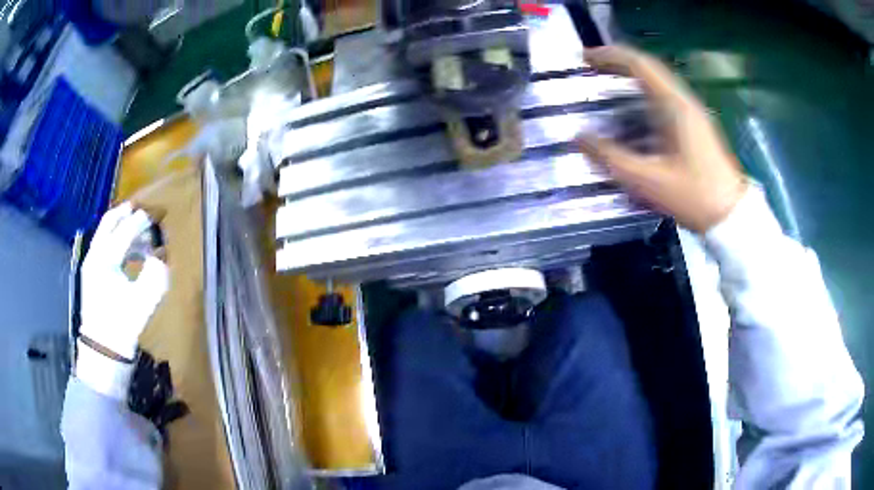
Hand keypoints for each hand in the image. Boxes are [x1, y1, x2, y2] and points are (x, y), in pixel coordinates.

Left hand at [80, 203, 168, 360]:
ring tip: (142, 239)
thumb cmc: (122, 326)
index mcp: (105, 260)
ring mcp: (91, 263)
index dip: (142, 222)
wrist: (103, 350)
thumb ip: (155, 276)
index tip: (156, 217)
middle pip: (109, 222)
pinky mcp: (92, 273)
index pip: (125, 231)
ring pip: (106, 232)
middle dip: (126, 214)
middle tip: (143, 212)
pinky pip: (104, 246)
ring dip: (123, 229)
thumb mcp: (143, 303)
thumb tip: (161, 256)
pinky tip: (131, 255)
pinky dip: (118, 242)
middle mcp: (95, 255)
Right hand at [578, 45, 747, 232]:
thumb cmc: (693, 196)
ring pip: (657, 83)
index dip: (610, 56)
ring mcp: (692, 113)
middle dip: (617, 64)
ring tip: (606, 84)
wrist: (730, 215)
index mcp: (675, 105)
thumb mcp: (648, 181)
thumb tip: (579, 138)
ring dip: (630, 78)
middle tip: (590, 68)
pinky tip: (632, 111)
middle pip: (648, 69)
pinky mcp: (695, 126)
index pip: (640, 64)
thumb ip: (611, 158)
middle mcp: (684, 101)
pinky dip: (642, 95)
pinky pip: (664, 99)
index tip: (584, 58)